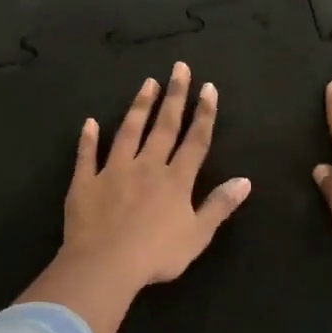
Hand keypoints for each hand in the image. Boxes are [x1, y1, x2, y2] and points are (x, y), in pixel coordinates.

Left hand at [21, 62, 251, 332]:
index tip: (208, 87)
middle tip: (179, 68)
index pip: (195, 140)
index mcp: (176, 180)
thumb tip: (245, 181)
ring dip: (139, 107)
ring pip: (129, 132)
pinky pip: (87, 156)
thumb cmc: (157, 254)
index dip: (204, 113)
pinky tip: (89, 123)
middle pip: (164, 126)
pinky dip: (88, 139)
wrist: (105, 264)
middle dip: (174, 96)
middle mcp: (147, 166)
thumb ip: (219, 206)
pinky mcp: (86, 182)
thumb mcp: (198, 235)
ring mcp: (114, 171)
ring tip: (147, 83)